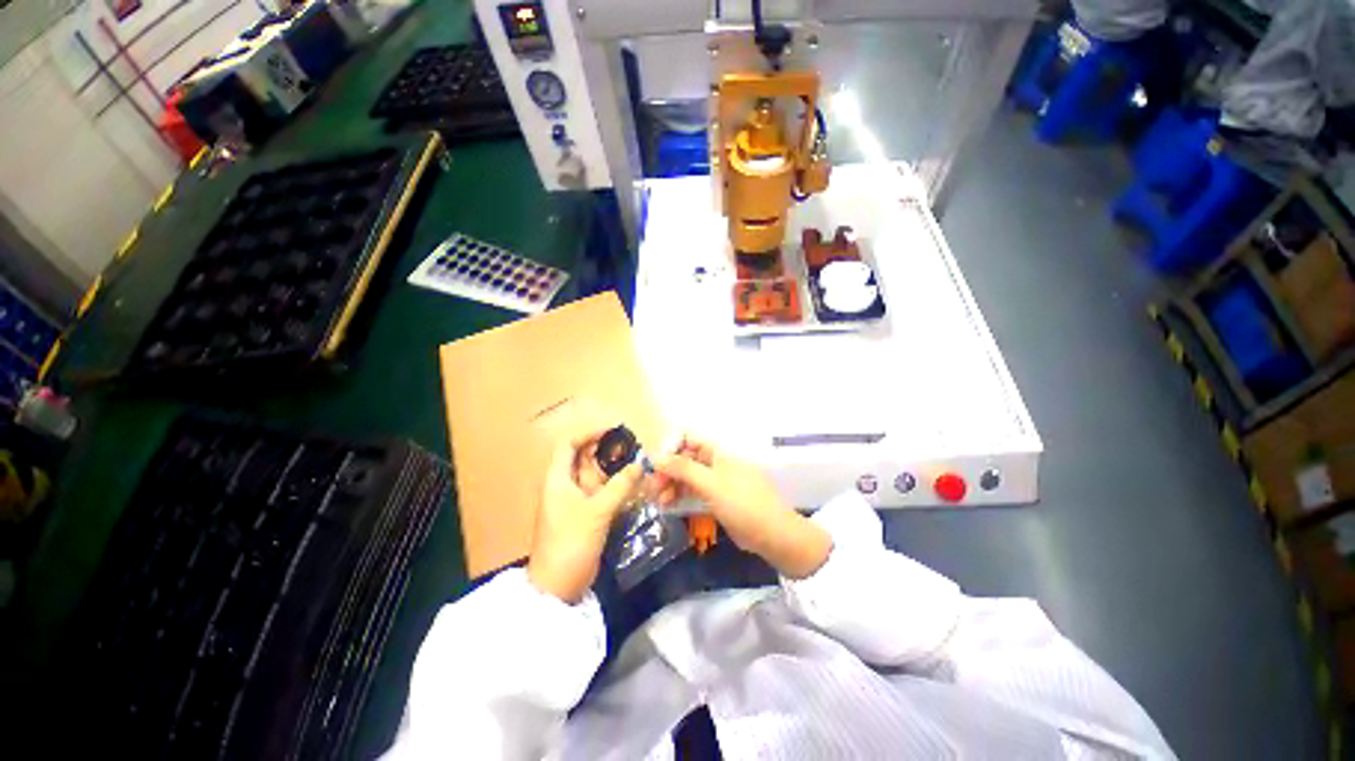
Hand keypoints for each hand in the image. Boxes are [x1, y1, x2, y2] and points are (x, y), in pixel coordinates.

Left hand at [527, 422, 642, 602]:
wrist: (558, 586)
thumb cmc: (571, 543)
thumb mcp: (597, 512)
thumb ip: (621, 486)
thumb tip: (641, 464)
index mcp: (557, 478)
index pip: (569, 444)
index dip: (589, 433)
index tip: (614, 430)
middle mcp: (564, 484)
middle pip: (584, 457)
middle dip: (606, 449)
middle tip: (633, 446)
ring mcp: (574, 500)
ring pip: (594, 475)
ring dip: (613, 468)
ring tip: (637, 462)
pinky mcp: (584, 513)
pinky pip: (600, 491)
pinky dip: (614, 486)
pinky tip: (633, 484)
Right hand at [654, 434, 831, 579]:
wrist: (772, 534)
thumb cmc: (742, 503)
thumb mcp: (711, 483)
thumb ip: (683, 468)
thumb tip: (656, 457)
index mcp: (716, 451)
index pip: (687, 438)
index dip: (670, 447)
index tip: (656, 465)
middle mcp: (714, 462)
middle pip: (684, 458)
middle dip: (667, 470)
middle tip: (653, 489)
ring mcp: (715, 481)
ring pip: (686, 476)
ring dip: (671, 485)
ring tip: (659, 501)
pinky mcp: (715, 499)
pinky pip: (692, 492)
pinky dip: (679, 496)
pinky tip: (668, 506)